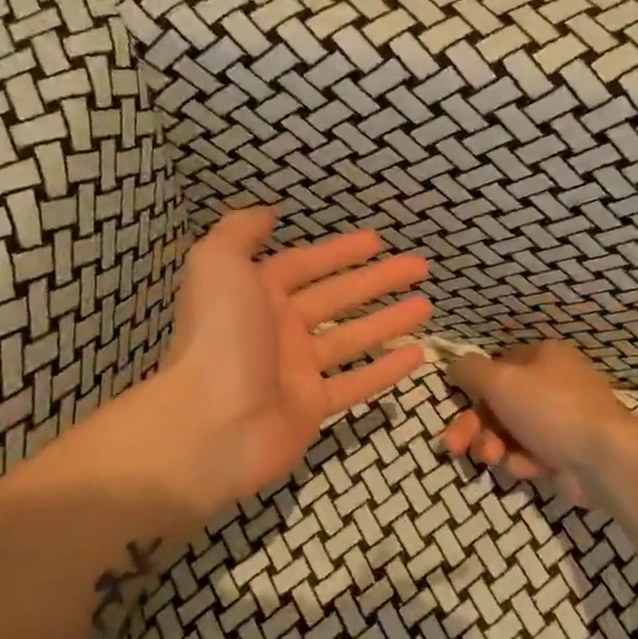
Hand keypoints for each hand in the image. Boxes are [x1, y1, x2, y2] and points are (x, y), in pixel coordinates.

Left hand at [153, 207, 430, 514]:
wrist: (211, 424)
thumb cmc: (220, 337)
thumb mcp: (218, 265)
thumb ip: (239, 233)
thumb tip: (266, 214)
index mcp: (256, 293)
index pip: (305, 265)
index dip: (339, 251)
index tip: (378, 240)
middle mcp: (278, 329)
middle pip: (336, 297)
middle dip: (377, 280)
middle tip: (420, 267)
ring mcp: (296, 371)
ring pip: (351, 338)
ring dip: (388, 321)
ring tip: (427, 306)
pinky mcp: (311, 408)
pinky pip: (356, 383)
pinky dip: (386, 370)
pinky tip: (417, 355)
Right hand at [438, 341, 634, 501]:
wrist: (603, 458)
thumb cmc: (550, 408)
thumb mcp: (500, 380)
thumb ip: (470, 370)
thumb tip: (453, 365)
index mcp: (544, 357)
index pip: (497, 367)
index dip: (473, 389)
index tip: (454, 407)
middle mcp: (554, 384)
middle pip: (498, 404)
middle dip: (474, 427)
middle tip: (455, 446)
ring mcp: (561, 420)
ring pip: (509, 432)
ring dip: (492, 446)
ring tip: (492, 459)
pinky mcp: (565, 453)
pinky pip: (530, 454)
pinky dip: (523, 461)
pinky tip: (529, 468)